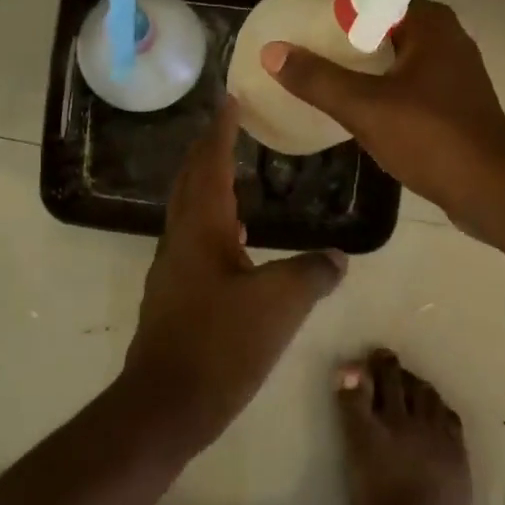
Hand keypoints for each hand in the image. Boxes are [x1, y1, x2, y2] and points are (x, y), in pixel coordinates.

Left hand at [123, 99, 346, 453]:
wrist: (167, 404)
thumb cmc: (220, 344)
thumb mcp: (279, 305)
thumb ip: (312, 273)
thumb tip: (338, 257)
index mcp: (201, 229)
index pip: (209, 164)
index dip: (220, 130)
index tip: (230, 100)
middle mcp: (181, 240)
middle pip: (190, 181)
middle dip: (207, 150)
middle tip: (229, 126)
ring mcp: (173, 269)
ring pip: (190, 212)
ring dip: (209, 185)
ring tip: (236, 173)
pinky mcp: (176, 296)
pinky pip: (195, 241)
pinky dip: (214, 222)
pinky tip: (237, 238)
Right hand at [261, 0, 504, 230]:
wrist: (493, 188)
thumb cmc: (432, 138)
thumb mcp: (366, 107)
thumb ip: (317, 79)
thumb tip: (273, 52)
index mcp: (428, 24)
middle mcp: (443, 37)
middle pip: (385, 13)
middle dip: (346, 11)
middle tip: (307, 11)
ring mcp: (450, 70)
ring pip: (395, 45)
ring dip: (360, 44)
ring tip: (322, 48)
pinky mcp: (450, 100)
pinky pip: (402, 71)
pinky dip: (374, 71)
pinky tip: (353, 90)